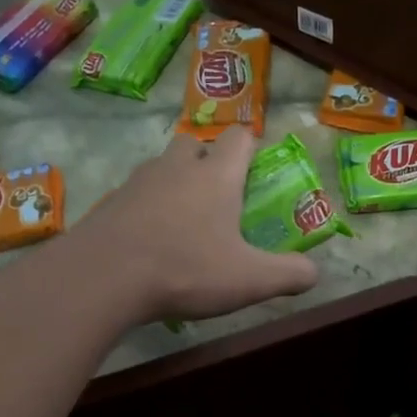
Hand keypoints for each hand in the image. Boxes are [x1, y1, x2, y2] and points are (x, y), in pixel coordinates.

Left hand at [74, 129, 318, 322]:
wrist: (102, 278)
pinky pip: (137, 195)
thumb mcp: (250, 280)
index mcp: (216, 175)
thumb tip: (314, 273)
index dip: (252, 146)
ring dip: (176, 184)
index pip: (240, 137)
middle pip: (194, 144)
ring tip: (185, 223)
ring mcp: (138, 182)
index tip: (257, 169)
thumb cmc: (185, 268)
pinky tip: (151, 243)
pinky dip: (148, 209)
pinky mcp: (110, 203)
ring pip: (162, 168)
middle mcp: (176, 167)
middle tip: (219, 198)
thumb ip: (289, 274)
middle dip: (209, 162)